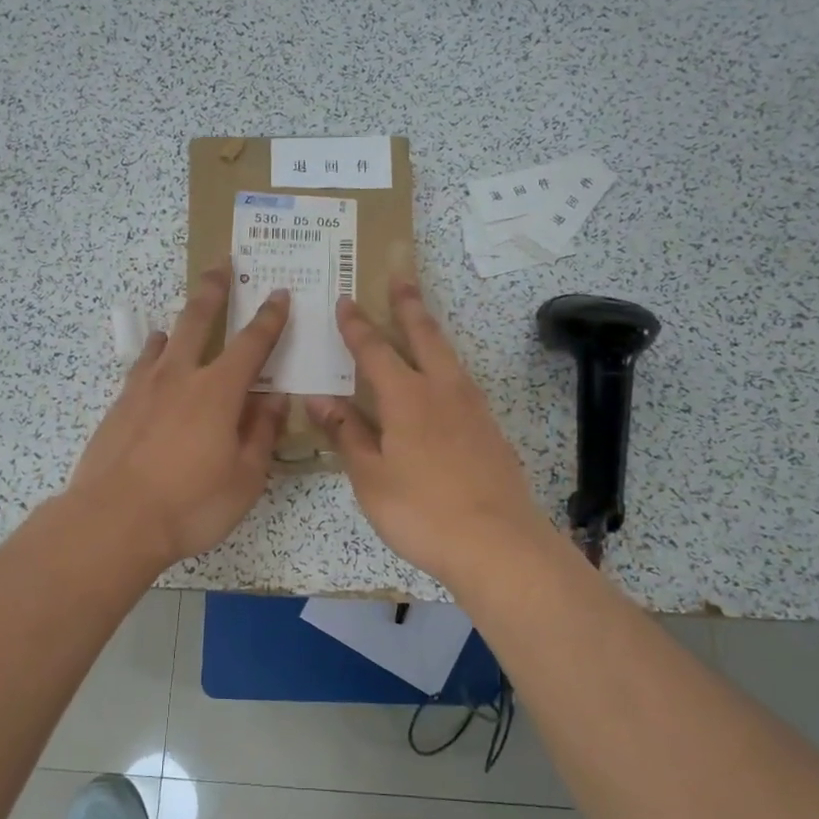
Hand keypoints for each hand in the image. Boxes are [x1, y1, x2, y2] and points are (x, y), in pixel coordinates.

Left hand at [66, 266, 290, 569]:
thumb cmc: (191, 504)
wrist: (114, 520)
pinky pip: (140, 367)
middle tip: (220, 265)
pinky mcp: (118, 407)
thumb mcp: (245, 478)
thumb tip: (274, 399)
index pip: (252, 344)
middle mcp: (180, 377)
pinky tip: (152, 360)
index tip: (279, 294)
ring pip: (163, 340)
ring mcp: (143, 389)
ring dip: (178, 322)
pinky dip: (151, 355)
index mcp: (219, 392)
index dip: (269, 318)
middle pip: (197, 321)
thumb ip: (261, 434)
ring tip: (182, 316)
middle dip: (213, 291)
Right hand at [306, 279, 554, 590]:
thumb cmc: (421, 511)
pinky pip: (462, 383)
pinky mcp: (490, 430)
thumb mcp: (371, 476)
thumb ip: (347, 433)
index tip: (345, 300)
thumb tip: (320, 398)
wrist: (497, 543)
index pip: (375, 350)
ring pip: (449, 357)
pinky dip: (447, 368)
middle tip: (401, 275)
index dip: (357, 326)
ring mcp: (473, 409)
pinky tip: (444, 383)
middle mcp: (443, 391)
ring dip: (432, 332)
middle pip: (424, 336)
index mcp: (407, 398)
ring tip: (422, 320)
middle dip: (408, 305)